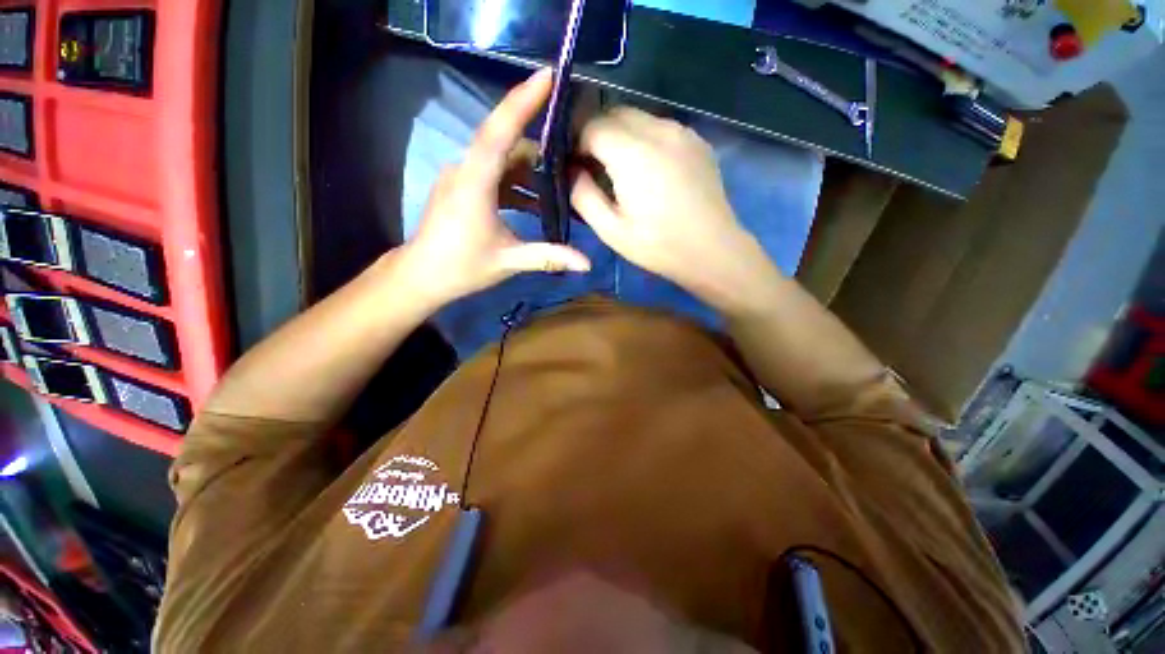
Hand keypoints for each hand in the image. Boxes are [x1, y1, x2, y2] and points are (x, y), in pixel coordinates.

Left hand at [401, 69, 590, 307]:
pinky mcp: (463, 188)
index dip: (523, 100)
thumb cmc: (462, 267)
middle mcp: (466, 169)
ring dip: (530, 166)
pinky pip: (494, 173)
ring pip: (500, 158)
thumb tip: (587, 263)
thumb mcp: (509, 261)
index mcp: (475, 181)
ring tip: (561, 179)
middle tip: (572, 145)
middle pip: (504, 140)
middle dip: (538, 140)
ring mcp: (462, 177)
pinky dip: (517, 182)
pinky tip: (537, 200)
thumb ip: (549, 257)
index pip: (499, 131)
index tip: (548, 75)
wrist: (422, 276)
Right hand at [570, 108, 776, 311]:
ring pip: (638, 117)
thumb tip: (571, 170)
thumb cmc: (658, 246)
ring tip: (623, 171)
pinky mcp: (697, 140)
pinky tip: (650, 171)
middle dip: (597, 134)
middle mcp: (658, 129)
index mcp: (633, 153)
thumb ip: (582, 195)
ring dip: (621, 135)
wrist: (712, 250)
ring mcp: (682, 131)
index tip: (576, 167)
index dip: (577, 143)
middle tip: (595, 169)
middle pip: (614, 112)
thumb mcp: (610, 230)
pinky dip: (645, 139)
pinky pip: (660, 127)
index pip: (591, 124)